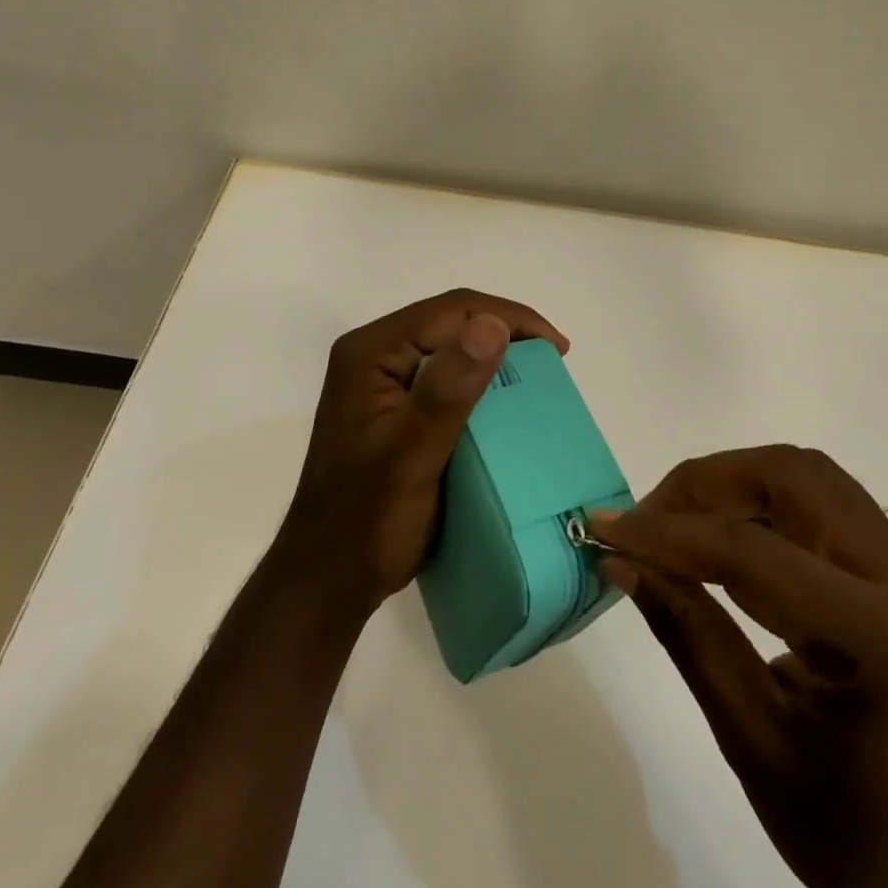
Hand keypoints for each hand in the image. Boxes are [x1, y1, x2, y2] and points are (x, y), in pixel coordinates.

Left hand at [273, 288, 569, 615]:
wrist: (330, 577)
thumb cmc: (369, 519)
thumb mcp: (414, 454)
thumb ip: (449, 389)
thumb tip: (493, 323)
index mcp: (370, 353)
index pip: (451, 310)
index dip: (509, 318)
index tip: (557, 349)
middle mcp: (372, 356)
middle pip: (450, 322)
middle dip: (505, 333)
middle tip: (554, 363)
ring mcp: (380, 382)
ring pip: (450, 347)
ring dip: (495, 357)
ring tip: (538, 378)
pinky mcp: (393, 407)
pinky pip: (444, 377)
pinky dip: (479, 383)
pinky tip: (505, 403)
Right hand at [590, 446, 887, 887]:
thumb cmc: (856, 841)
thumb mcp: (755, 745)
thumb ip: (689, 638)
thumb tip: (622, 563)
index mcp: (883, 639)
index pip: (754, 553)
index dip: (669, 534)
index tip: (605, 529)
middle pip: (795, 477)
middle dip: (708, 483)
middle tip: (647, 520)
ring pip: (809, 479)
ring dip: (734, 485)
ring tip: (674, 525)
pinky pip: (822, 508)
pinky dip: (760, 508)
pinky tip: (719, 544)